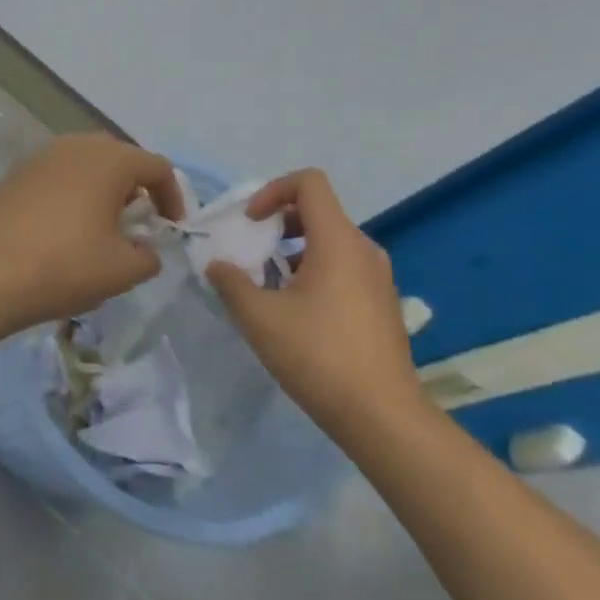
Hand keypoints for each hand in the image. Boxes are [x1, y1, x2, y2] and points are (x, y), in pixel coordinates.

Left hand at [0, 134, 183, 339]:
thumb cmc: (65, 267)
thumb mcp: (123, 270)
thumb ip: (149, 255)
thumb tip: (144, 249)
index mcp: (109, 159)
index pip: (157, 166)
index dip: (172, 197)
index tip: (170, 228)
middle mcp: (75, 145)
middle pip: (119, 158)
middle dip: (135, 188)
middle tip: (137, 223)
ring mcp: (40, 156)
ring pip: (85, 164)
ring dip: (102, 188)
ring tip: (101, 226)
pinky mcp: (14, 174)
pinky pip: (57, 175)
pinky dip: (71, 193)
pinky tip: (64, 227)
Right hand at [205, 169, 426, 440]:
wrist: (381, 415)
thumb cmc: (317, 355)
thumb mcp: (259, 317)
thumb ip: (231, 282)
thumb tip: (218, 265)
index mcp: (338, 241)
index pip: (310, 183)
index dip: (273, 190)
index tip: (250, 222)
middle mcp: (364, 250)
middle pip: (318, 212)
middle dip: (277, 224)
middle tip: (251, 253)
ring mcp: (378, 278)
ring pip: (329, 242)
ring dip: (292, 251)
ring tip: (266, 285)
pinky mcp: (381, 304)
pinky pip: (343, 268)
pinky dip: (313, 272)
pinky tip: (294, 312)